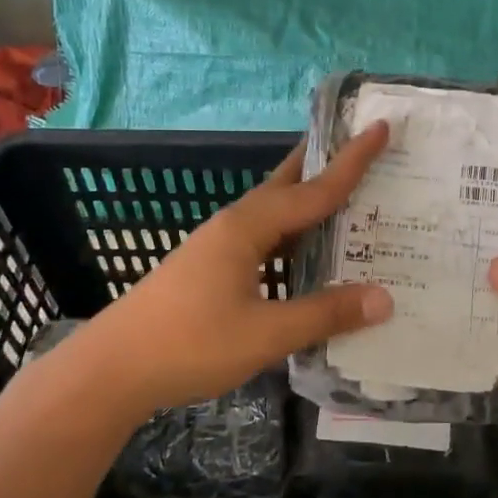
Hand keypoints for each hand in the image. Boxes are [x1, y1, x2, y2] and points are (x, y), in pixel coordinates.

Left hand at [67, 124, 393, 415]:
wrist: (112, 370)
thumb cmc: (190, 344)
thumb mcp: (265, 334)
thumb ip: (325, 314)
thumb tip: (385, 298)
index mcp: (249, 228)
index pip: (314, 188)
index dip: (352, 161)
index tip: (381, 128)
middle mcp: (235, 226)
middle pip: (288, 185)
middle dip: (325, 164)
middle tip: (362, 147)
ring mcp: (218, 246)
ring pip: (274, 214)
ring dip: (309, 203)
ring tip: (347, 200)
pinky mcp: (210, 268)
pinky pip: (264, 239)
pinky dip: (293, 236)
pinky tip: (306, 256)